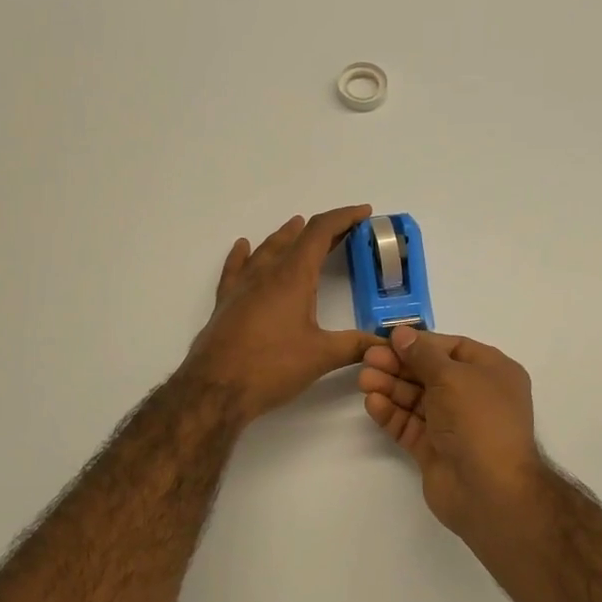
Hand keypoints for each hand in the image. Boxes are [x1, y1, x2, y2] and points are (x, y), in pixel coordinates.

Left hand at [182, 206, 380, 423]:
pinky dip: (245, 254)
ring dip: (286, 236)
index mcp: (293, 276)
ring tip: (298, 227)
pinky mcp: (226, 302)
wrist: (214, 389)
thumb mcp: (321, 356)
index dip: (344, 218)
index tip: (364, 213)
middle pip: (296, 238)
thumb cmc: (270, 367)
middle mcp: (266, 273)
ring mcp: (242, 286)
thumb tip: (386, 343)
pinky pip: (236, 267)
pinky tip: (244, 247)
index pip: (320, 232)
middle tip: (344, 231)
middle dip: (322, 230)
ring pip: (266, 249)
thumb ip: (356, 346)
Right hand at [358, 326, 544, 533]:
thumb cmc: (478, 420)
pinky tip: (373, 403)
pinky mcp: (435, 449)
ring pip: (417, 399)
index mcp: (492, 372)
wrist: (489, 490)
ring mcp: (454, 425)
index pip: (452, 348)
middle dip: (400, 365)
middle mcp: (475, 396)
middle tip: (368, 358)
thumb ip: (423, 354)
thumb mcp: (452, 376)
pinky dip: (392, 414)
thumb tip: (402, 334)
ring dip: (391, 387)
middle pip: (431, 373)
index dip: (421, 343)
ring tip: (364, 379)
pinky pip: (411, 425)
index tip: (389, 339)